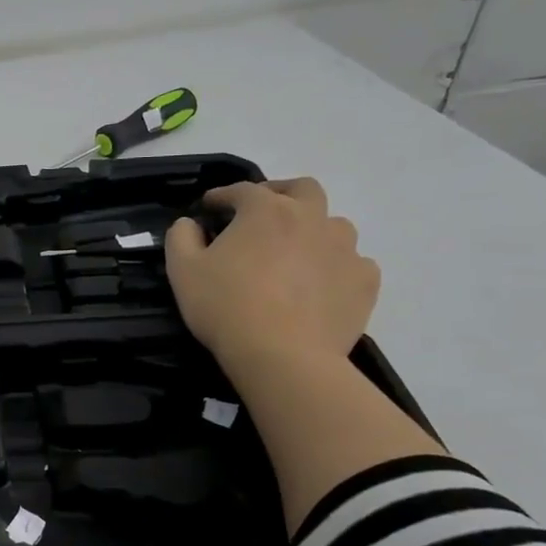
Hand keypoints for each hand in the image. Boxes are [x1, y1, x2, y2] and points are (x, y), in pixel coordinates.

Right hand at [164, 178, 379, 381]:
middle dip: (281, 194)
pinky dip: (336, 266)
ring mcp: (344, 249)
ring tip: (295, 253)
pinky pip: (353, 263)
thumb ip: (181, 237)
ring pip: (334, 225)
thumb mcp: (183, 271)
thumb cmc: (226, 307)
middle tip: (262, 215)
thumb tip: (189, 224)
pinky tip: (321, 284)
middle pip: (302, 189)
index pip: (241, 190)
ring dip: (314, 230)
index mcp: (266, 210)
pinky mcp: (364, 281)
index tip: (209, 208)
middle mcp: (311, 218)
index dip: (222, 197)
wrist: (283, 356)